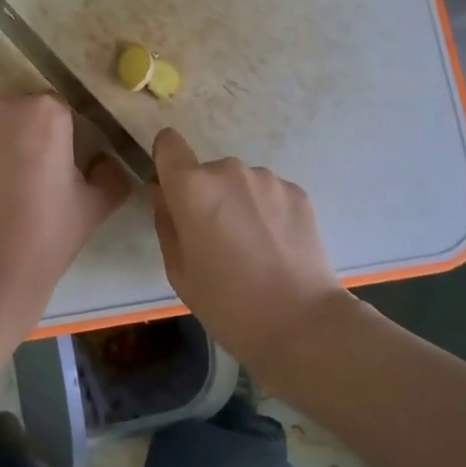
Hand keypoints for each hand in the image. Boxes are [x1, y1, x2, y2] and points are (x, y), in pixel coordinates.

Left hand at [0, 95, 129, 328]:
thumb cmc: (48, 234)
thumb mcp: (98, 204)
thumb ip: (112, 172)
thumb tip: (103, 162)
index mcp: (46, 112)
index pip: (65, 110)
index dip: (70, 137)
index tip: (68, 167)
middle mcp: (5, 106)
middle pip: (28, 110)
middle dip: (36, 133)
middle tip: (42, 175)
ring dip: (7, 139)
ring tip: (11, 182)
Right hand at [150, 129, 346, 379]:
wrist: (301, 323)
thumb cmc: (227, 304)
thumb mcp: (179, 271)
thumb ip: (166, 222)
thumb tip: (164, 195)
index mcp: (193, 188)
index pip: (169, 143)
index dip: (167, 161)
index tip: (173, 191)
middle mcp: (229, 171)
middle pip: (207, 172)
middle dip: (207, 196)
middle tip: (218, 240)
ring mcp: (268, 179)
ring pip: (241, 183)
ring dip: (240, 203)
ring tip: (254, 248)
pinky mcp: (298, 192)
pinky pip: (269, 194)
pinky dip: (268, 212)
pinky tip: (277, 248)